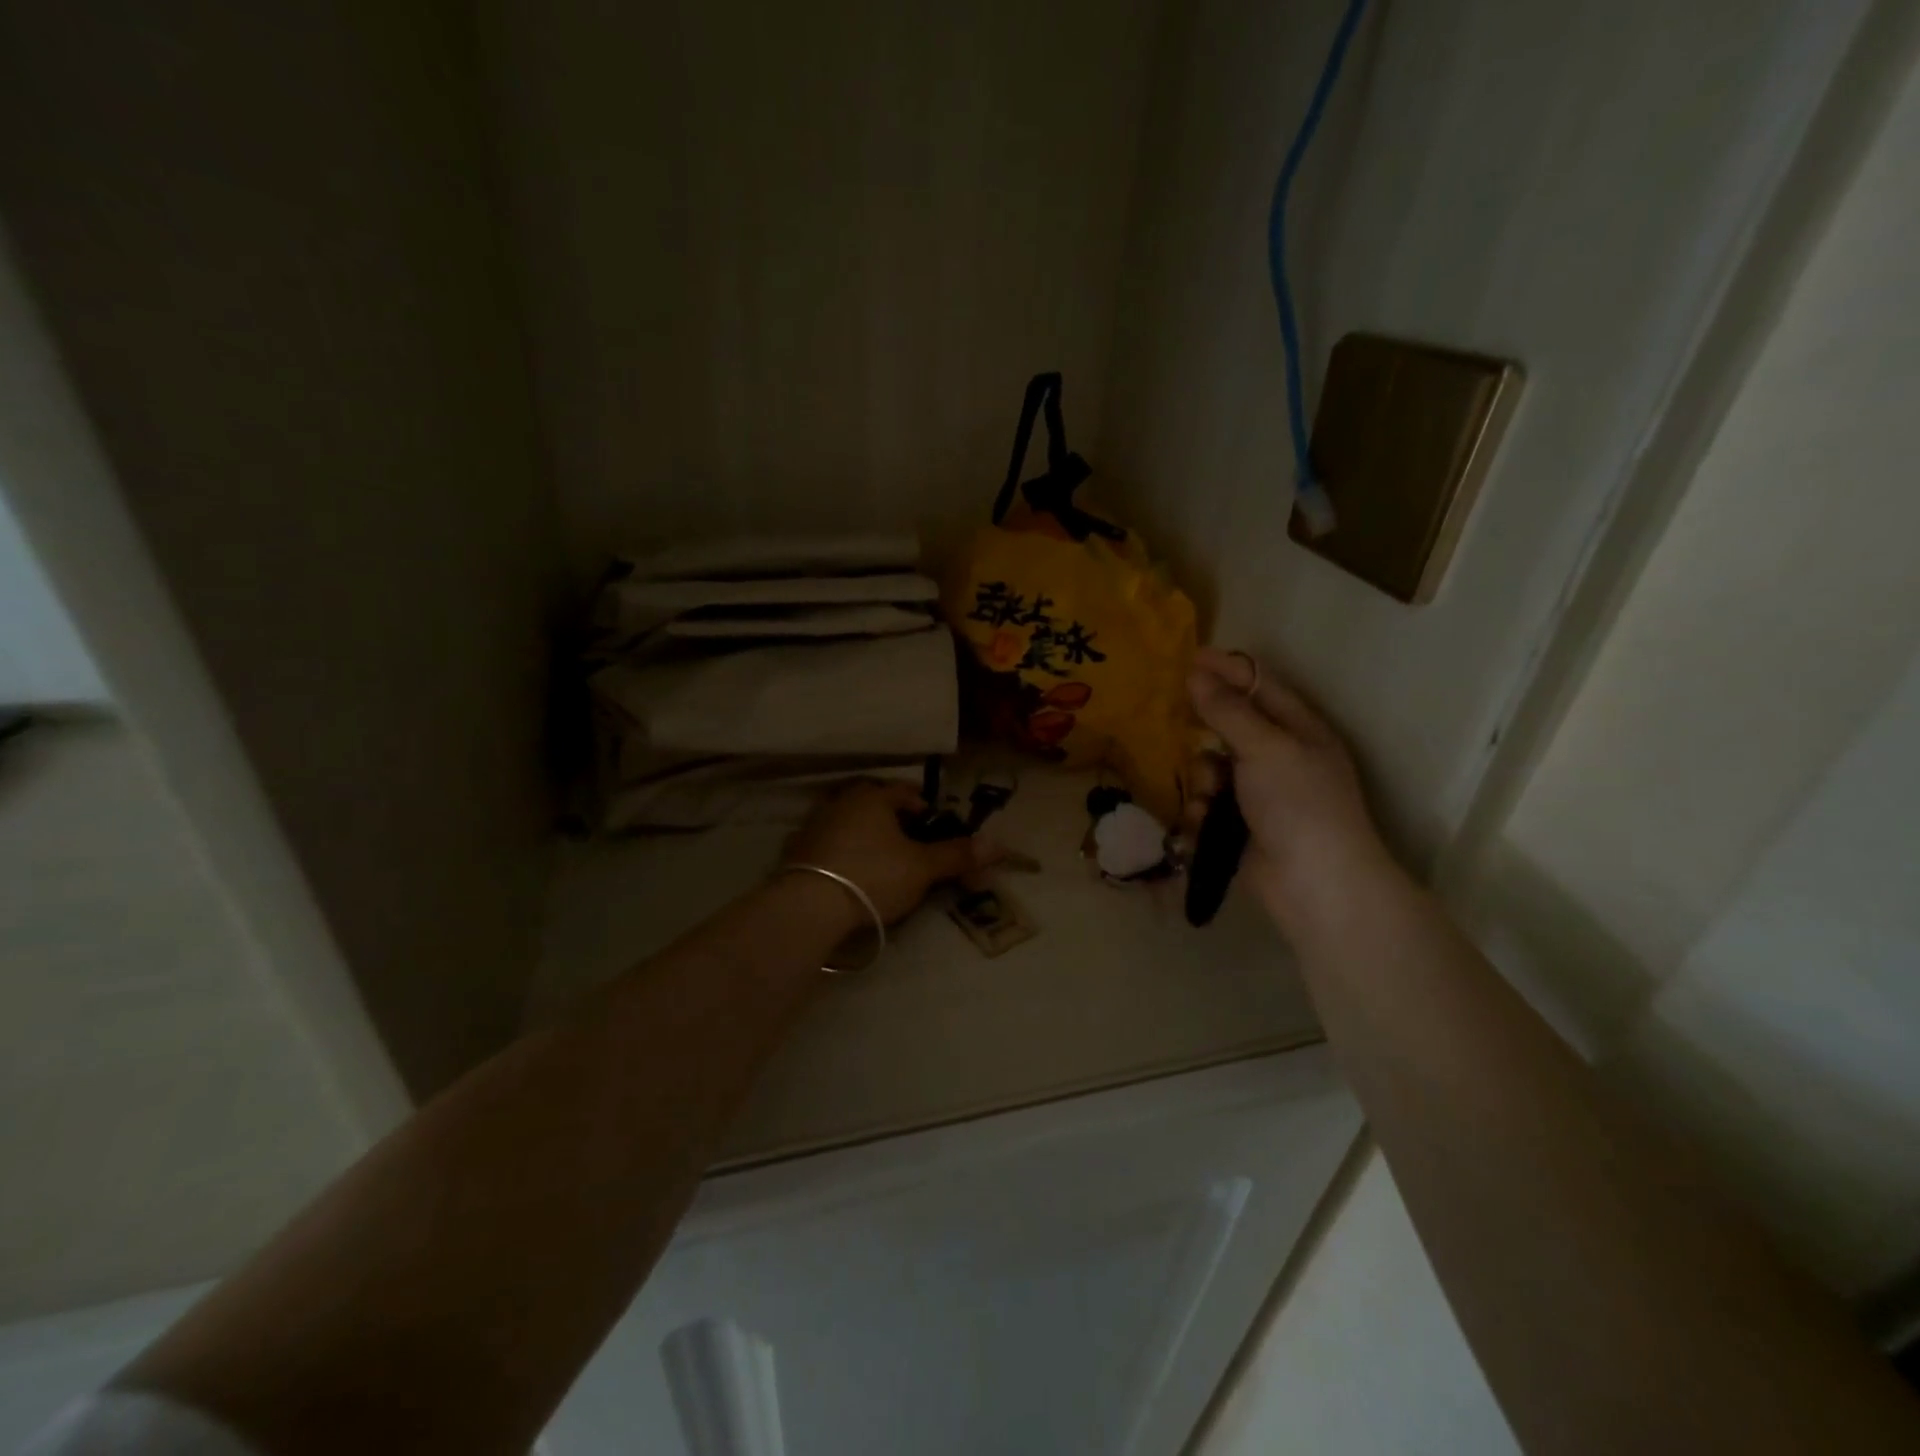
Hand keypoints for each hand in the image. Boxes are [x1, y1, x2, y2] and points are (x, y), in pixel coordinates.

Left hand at [784, 780, 998, 925]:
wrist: (810, 906)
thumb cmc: (874, 875)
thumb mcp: (922, 867)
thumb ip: (957, 854)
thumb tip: (998, 844)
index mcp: (872, 796)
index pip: (905, 791)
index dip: (924, 807)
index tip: (934, 826)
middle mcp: (841, 801)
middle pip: (874, 804)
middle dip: (893, 820)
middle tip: (910, 843)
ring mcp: (814, 825)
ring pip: (849, 823)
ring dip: (865, 835)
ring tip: (881, 859)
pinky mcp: (796, 851)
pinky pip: (827, 845)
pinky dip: (841, 853)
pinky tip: (849, 873)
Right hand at [1186, 647, 1397, 932]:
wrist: (1315, 883)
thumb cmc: (1298, 803)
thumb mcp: (1265, 747)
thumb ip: (1228, 711)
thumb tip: (1197, 674)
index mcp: (1300, 730)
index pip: (1260, 686)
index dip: (1227, 670)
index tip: (1189, 659)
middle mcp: (1281, 756)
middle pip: (1231, 726)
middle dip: (1207, 729)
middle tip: (1179, 721)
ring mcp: (1261, 794)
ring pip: (1214, 768)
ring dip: (1203, 778)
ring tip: (1209, 796)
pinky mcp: (1242, 826)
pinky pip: (1210, 804)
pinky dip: (1203, 811)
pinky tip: (1203, 822)